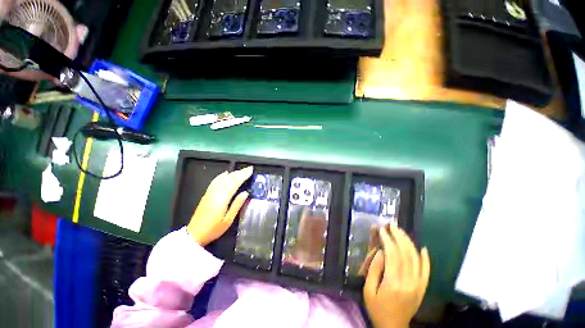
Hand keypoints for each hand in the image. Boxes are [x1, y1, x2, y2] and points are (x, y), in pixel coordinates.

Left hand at [187, 167, 252, 245]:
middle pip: (228, 179)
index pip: (234, 183)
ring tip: (240, 171)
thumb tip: (245, 193)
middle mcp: (215, 192)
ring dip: (231, 173)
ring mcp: (209, 193)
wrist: (196, 232)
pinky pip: (215, 181)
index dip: (242, 176)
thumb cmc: (214, 229)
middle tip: (248, 169)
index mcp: (222, 198)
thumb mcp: (228, 220)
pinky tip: (225, 174)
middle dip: (238, 173)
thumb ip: (236, 205)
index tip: (250, 170)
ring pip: (221, 179)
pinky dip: (221, 176)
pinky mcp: (206, 195)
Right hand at [363, 225, 430, 327]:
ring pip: (416, 258)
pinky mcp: (424, 286)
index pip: (392, 256)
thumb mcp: (368, 293)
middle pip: (406, 253)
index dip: (388, 241)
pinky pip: (427, 268)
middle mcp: (408, 280)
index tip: (382, 230)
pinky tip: (422, 247)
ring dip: (409, 243)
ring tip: (402, 232)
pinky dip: (426, 257)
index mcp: (392, 283)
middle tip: (392, 226)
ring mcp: (418, 282)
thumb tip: (381, 252)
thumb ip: (374, 272)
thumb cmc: (377, 310)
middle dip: (399, 237)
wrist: (393, 325)